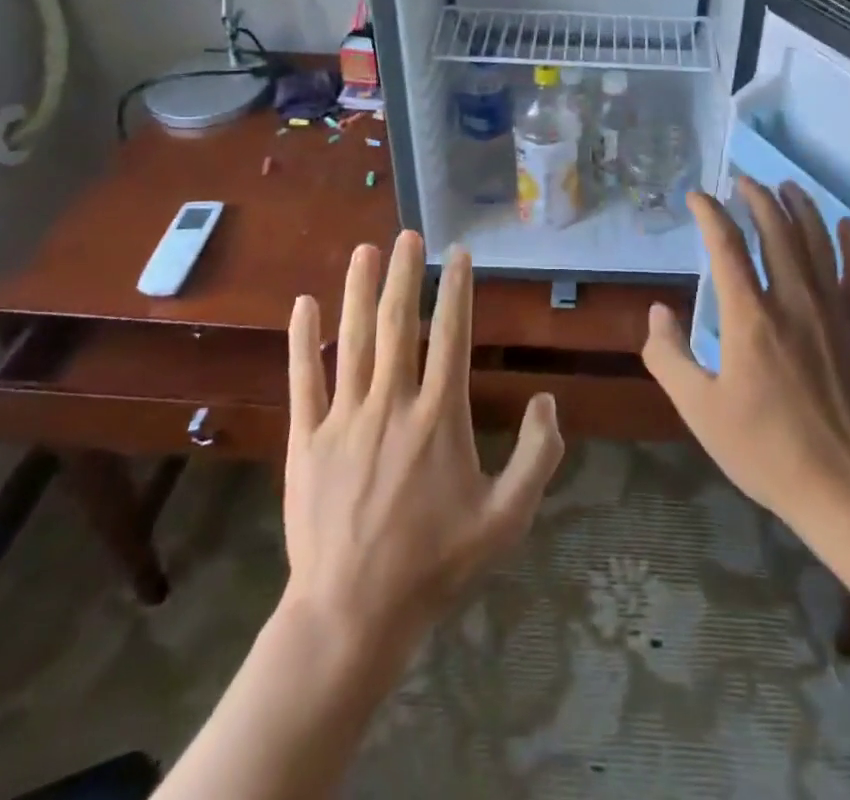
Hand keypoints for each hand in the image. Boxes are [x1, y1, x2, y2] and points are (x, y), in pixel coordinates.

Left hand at [282, 232, 565, 662]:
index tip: (458, 254)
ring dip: (357, 290)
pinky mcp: (307, 439)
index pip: (451, 336)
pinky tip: (304, 304)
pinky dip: (302, 339)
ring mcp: (344, 418)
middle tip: (408, 234)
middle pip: (397, 324)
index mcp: (439, 417)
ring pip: (352, 340)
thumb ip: (538, 457)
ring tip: (364, 250)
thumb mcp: (507, 519)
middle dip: (403, 274)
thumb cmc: (435, 564)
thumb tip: (547, 400)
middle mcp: (392, 403)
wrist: (353, 614)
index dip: (456, 290)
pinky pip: (304, 379)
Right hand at [643, 177, 849, 532]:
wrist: (842, 488)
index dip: (710, 215)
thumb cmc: (764, 450)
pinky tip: (845, 224)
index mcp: (750, 318)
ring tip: (787, 187)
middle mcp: (793, 302)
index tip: (697, 197)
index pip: (727, 247)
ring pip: (817, 244)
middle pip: (777, 232)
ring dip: (801, 209)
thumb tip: (660, 310)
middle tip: (743, 181)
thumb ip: (669, 357)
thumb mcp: (699, 410)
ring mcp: (832, 313)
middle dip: (758, 199)